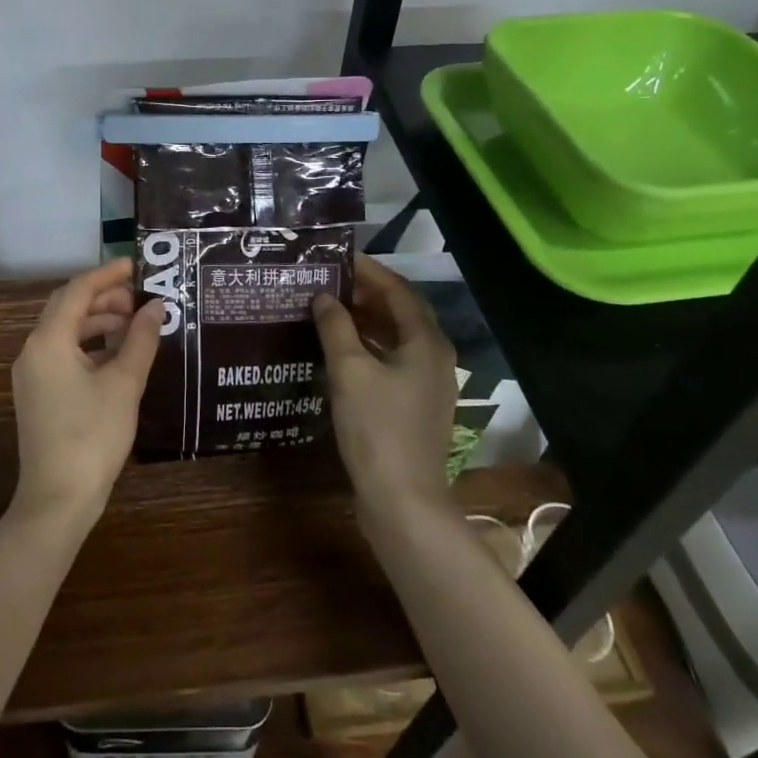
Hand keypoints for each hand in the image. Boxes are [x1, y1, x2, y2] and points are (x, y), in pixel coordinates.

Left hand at [10, 258, 163, 528]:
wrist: (58, 499)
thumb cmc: (93, 435)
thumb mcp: (125, 383)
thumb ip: (141, 339)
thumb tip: (157, 306)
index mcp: (48, 340)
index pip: (77, 291)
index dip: (108, 274)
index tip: (138, 265)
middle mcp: (33, 350)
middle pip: (67, 308)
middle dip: (104, 298)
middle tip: (141, 297)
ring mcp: (32, 374)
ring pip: (65, 332)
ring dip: (98, 322)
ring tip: (135, 324)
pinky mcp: (39, 394)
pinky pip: (63, 354)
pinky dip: (90, 347)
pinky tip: (118, 356)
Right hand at [313, 254, 456, 516]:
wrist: (402, 499)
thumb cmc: (376, 427)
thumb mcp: (349, 371)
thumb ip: (335, 327)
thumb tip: (323, 297)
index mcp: (426, 341)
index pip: (397, 290)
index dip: (368, 271)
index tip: (337, 257)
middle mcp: (434, 356)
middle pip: (400, 311)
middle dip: (365, 293)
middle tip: (327, 282)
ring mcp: (428, 383)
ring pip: (396, 338)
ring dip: (365, 320)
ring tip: (328, 309)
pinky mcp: (416, 405)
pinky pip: (392, 360)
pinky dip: (368, 347)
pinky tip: (340, 351)